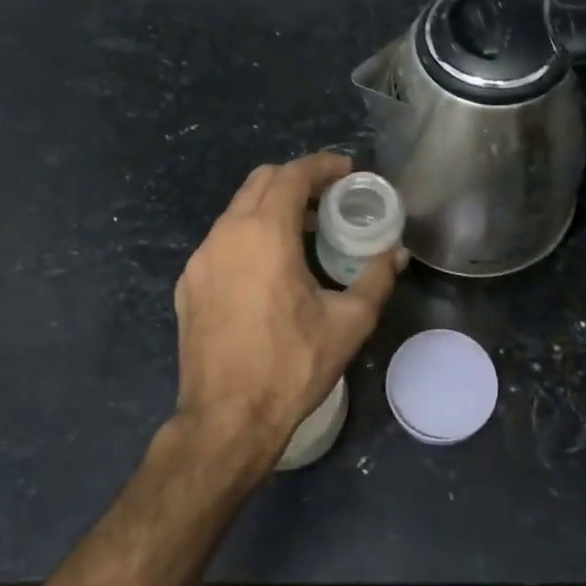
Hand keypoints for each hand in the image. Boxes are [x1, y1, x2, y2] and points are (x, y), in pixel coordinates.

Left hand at [173, 153, 401, 469]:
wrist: (226, 420)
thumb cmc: (291, 366)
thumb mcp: (348, 323)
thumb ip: (376, 279)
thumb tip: (396, 254)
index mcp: (264, 234)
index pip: (292, 176)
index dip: (322, 166)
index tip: (347, 170)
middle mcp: (226, 235)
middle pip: (260, 182)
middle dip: (297, 180)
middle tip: (330, 197)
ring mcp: (200, 260)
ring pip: (238, 211)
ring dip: (272, 207)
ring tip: (305, 231)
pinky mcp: (189, 285)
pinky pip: (222, 242)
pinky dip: (249, 235)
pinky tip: (270, 268)